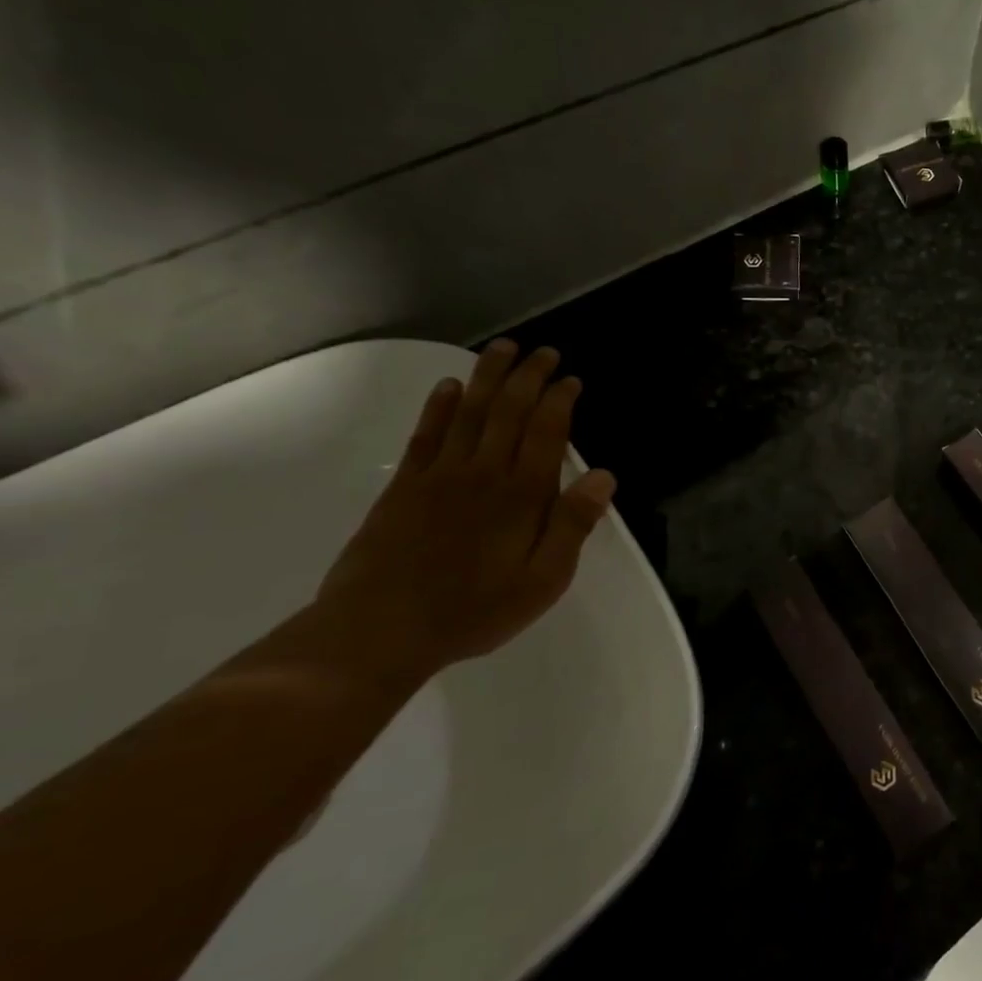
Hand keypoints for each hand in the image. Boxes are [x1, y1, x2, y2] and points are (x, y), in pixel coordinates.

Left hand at [315, 339, 616, 680]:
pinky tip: (449, 387)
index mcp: (522, 495)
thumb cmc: (474, 610)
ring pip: (469, 413)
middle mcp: (483, 473)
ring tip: (502, 349)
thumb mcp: (543, 580)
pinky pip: (426, 436)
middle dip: (528, 377)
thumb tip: (603, 476)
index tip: (571, 379)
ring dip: (487, 378)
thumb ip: (573, 525)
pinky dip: (439, 408)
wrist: (378, 631)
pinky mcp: (405, 488)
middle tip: (542, 351)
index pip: (546, 432)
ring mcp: (439, 476)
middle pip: (508, 411)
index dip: (560, 400)